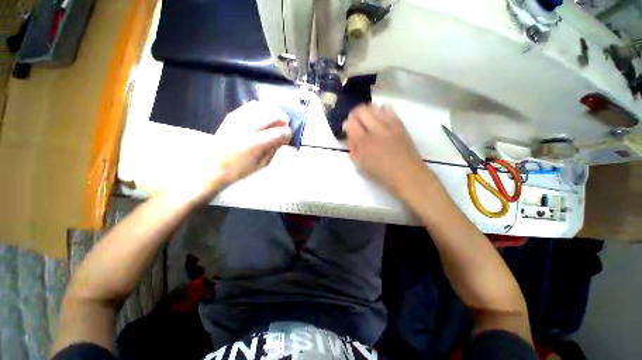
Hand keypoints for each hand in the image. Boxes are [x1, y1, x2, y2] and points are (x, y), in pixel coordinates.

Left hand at [186, 101, 291, 201]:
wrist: (213, 166)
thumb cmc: (239, 170)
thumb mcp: (261, 164)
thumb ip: (274, 149)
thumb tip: (284, 138)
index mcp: (254, 144)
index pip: (277, 133)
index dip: (287, 132)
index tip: (290, 134)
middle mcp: (245, 128)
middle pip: (271, 115)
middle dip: (282, 119)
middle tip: (286, 124)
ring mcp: (236, 120)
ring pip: (261, 107)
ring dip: (273, 111)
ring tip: (277, 117)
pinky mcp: (231, 116)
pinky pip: (250, 105)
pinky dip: (261, 107)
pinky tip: (265, 114)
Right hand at [345, 105, 427, 194]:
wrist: (405, 172)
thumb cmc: (380, 171)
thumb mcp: (359, 163)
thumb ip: (352, 146)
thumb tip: (349, 133)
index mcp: (363, 141)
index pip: (351, 122)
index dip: (347, 123)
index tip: (348, 128)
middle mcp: (375, 129)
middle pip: (361, 110)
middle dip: (355, 113)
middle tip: (355, 121)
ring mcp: (389, 125)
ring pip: (374, 107)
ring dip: (367, 111)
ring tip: (367, 119)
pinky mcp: (399, 124)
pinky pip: (388, 109)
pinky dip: (381, 110)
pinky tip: (380, 117)